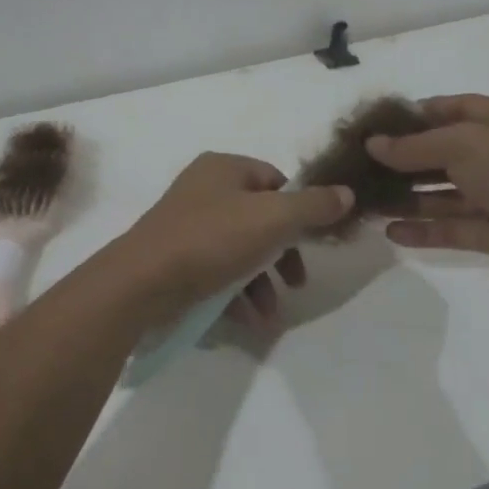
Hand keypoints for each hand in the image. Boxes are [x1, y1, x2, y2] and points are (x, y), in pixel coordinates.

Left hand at [114, 154, 354, 328]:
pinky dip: (236, 293)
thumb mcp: (273, 219)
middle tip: (297, 282)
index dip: (299, 209)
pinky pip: (216, 271)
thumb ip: (314, 206)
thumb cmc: (212, 240)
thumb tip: (347, 193)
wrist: (141, 283)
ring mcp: (186, 225)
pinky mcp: (175, 258)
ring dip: (262, 283)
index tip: (312, 241)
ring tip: (270, 314)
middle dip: (283, 255)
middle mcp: (204, 189)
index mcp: (224, 168)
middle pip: (260, 218)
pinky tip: (248, 320)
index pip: (276, 180)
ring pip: (240, 249)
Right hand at [366, 94, 488, 283]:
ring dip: (408, 197)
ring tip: (368, 202)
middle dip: (404, 160)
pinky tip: (391, 232)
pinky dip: (423, 230)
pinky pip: (451, 228)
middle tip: (362, 168)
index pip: (454, 109)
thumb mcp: (463, 143)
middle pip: (443, 153)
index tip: (378, 126)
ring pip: (443, 194)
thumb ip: (414, 145)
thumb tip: (373, 144)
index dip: (417, 115)